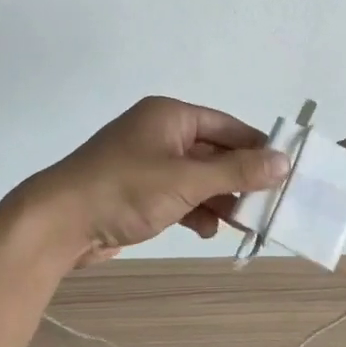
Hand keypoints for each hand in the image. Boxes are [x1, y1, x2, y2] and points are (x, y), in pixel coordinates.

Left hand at [16, 97, 287, 268]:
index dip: (257, 149)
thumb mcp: (186, 180)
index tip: (287, 174)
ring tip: (242, 223)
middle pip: (214, 153)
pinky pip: (178, 196)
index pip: (227, 127)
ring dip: (218, 199)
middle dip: (238, 180)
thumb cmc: (124, 190)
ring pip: (198, 178)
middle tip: (269, 206)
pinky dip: (194, 210)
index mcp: (170, 116)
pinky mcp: (138, 192)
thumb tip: (284, 161)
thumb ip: (236, 171)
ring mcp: (147, 164)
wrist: (58, 223)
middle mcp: (160, 133)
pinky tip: (206, 230)